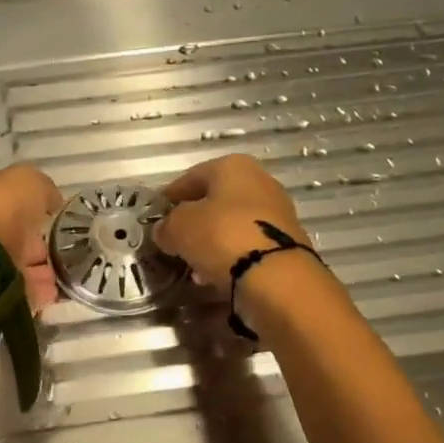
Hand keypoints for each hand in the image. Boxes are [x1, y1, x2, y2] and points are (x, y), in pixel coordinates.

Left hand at [0, 164, 64, 311]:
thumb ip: (42, 188)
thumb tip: (51, 201)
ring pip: (16, 264)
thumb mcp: (29, 181)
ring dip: (40, 269)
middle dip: (37, 243)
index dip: (32, 206)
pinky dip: (37, 290)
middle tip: (62, 248)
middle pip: (13, 234)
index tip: (54, 216)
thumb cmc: (2, 211)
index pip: (7, 199)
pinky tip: (53, 291)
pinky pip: (18, 289)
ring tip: (64, 273)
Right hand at [154, 155, 309, 294]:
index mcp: (233, 167)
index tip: (157, 214)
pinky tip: (215, 274)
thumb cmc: (221, 236)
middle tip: (174, 240)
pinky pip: (248, 246)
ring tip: (193, 262)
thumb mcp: (179, 228)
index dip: (171, 196)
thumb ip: (166, 226)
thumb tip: (163, 231)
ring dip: (212, 241)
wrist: (275, 276)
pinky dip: (231, 256)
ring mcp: (277, 213)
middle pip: (216, 200)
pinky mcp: (286, 243)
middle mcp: (260, 182)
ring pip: (233, 224)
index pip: (192, 177)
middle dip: (194, 220)